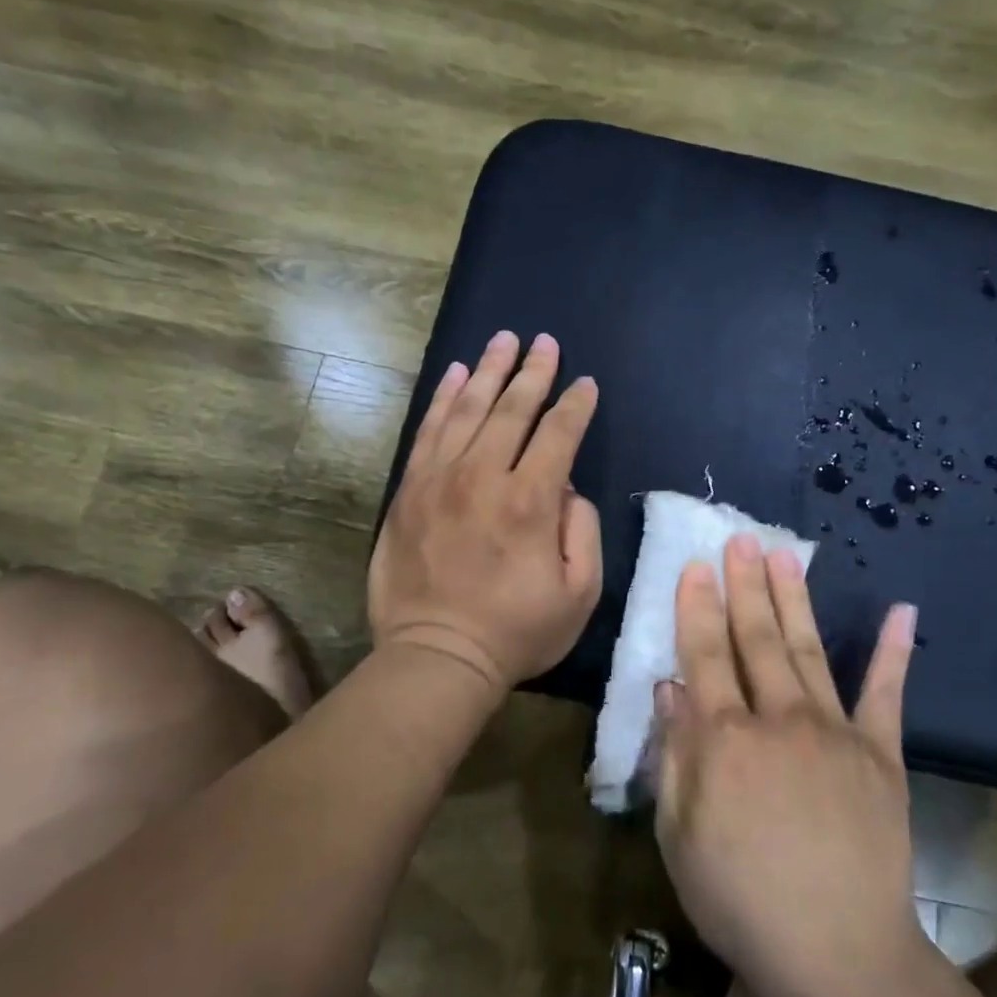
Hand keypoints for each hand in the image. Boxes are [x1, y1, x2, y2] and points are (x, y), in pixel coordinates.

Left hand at [369, 331, 601, 697]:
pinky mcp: (410, 491)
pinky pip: (428, 431)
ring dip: (489, 372)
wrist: (437, 656)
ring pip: (468, 410)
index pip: (558, 435)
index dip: (575, 405)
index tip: (585, 384)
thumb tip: (567, 489)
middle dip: (533, 372)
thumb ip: (583, 531)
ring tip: (504, 340)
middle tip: (545, 342)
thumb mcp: (579, 594)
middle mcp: (483, 477)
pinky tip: (457, 375)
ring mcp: (440, 480)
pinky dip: (444, 399)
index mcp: (530, 501)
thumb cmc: (516, 631)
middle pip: (512, 410)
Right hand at [654, 535, 922, 996]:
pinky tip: (903, 611)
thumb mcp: (679, 834)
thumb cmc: (740, 899)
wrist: (838, 955)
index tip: (695, 566)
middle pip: (756, 639)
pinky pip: (887, 695)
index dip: (697, 608)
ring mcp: (836, 732)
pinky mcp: (882, 754)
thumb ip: (675, 754)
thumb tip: (669, 688)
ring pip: (808, 650)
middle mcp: (778, 719)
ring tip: (784, 555)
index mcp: (724, 739)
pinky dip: (894, 651)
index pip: (704, 655)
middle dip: (744, 585)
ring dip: (794, 599)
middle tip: (740, 539)